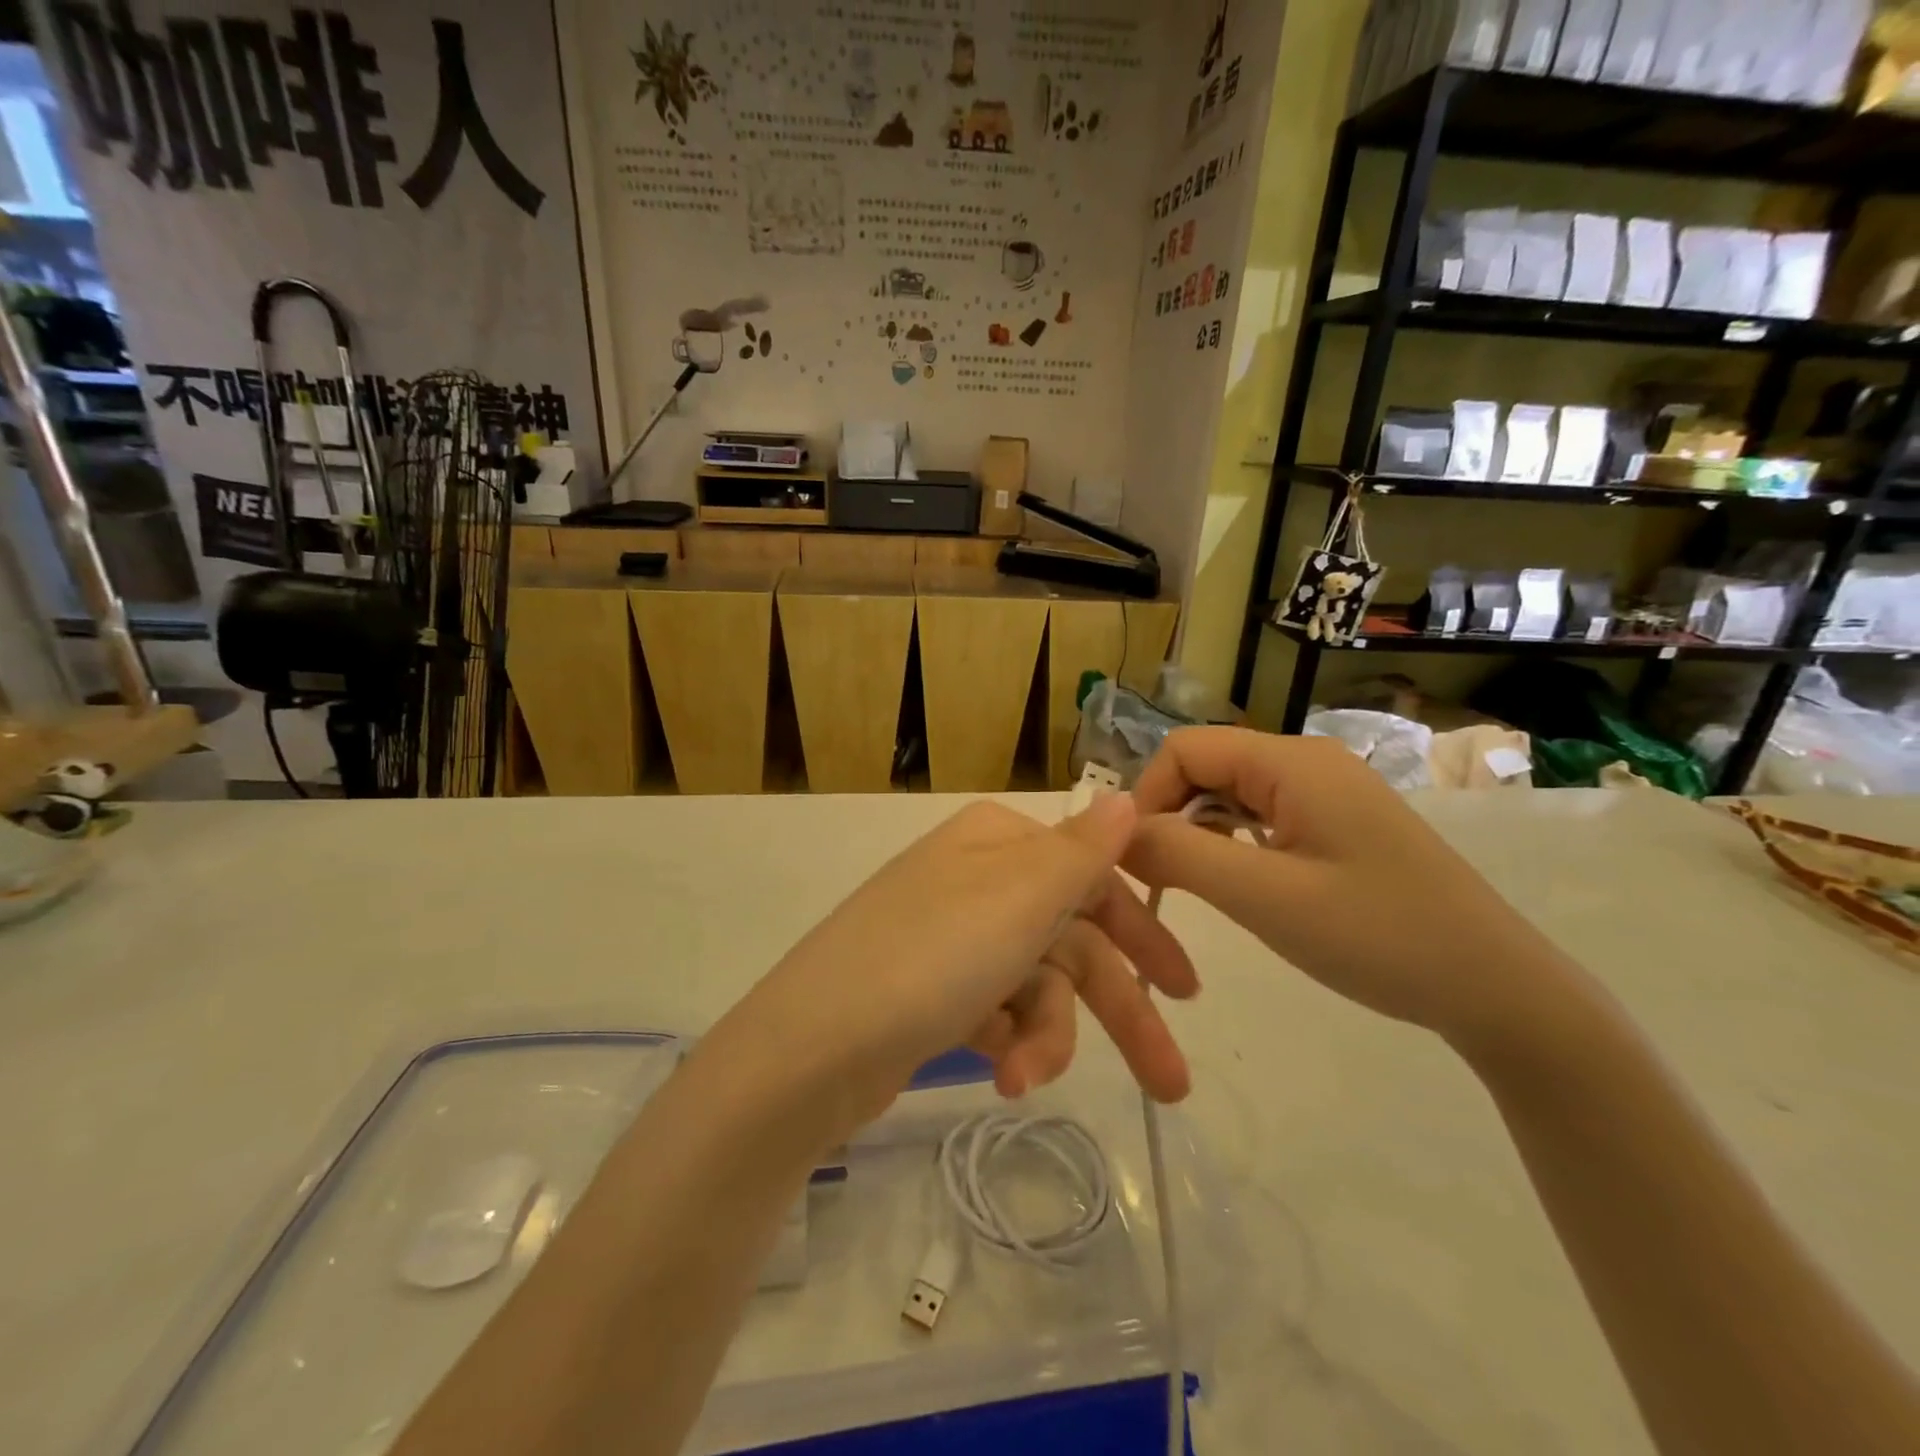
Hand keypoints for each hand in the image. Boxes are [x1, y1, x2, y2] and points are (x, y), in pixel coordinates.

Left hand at [715, 797, 1198, 1139]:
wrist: (810, 1049)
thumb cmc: (931, 959)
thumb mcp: (1020, 897)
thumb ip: (1083, 849)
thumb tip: (1128, 796)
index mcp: (997, 841)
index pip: (1091, 876)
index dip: (1141, 931)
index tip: (1185, 988)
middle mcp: (975, 878)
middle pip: (1070, 939)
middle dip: (1118, 1009)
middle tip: (1172, 1083)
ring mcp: (951, 936)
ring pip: (1037, 985)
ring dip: (1047, 1036)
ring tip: (1025, 1080)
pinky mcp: (931, 992)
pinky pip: (997, 1013)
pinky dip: (1007, 1044)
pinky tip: (999, 1074)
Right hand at [1124, 728, 1571, 1050]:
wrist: (1497, 988)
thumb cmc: (1378, 936)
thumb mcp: (1264, 897)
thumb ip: (1179, 854)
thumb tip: (1116, 831)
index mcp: (1291, 761)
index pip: (1184, 748)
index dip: (1146, 796)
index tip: (1134, 858)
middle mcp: (1307, 760)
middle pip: (1206, 767)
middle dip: (1170, 817)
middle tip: (1160, 882)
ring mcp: (1326, 791)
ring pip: (1230, 794)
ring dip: (1200, 834)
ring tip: (1198, 889)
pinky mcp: (1337, 822)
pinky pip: (1261, 816)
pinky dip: (1233, 845)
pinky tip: (1241, 885)